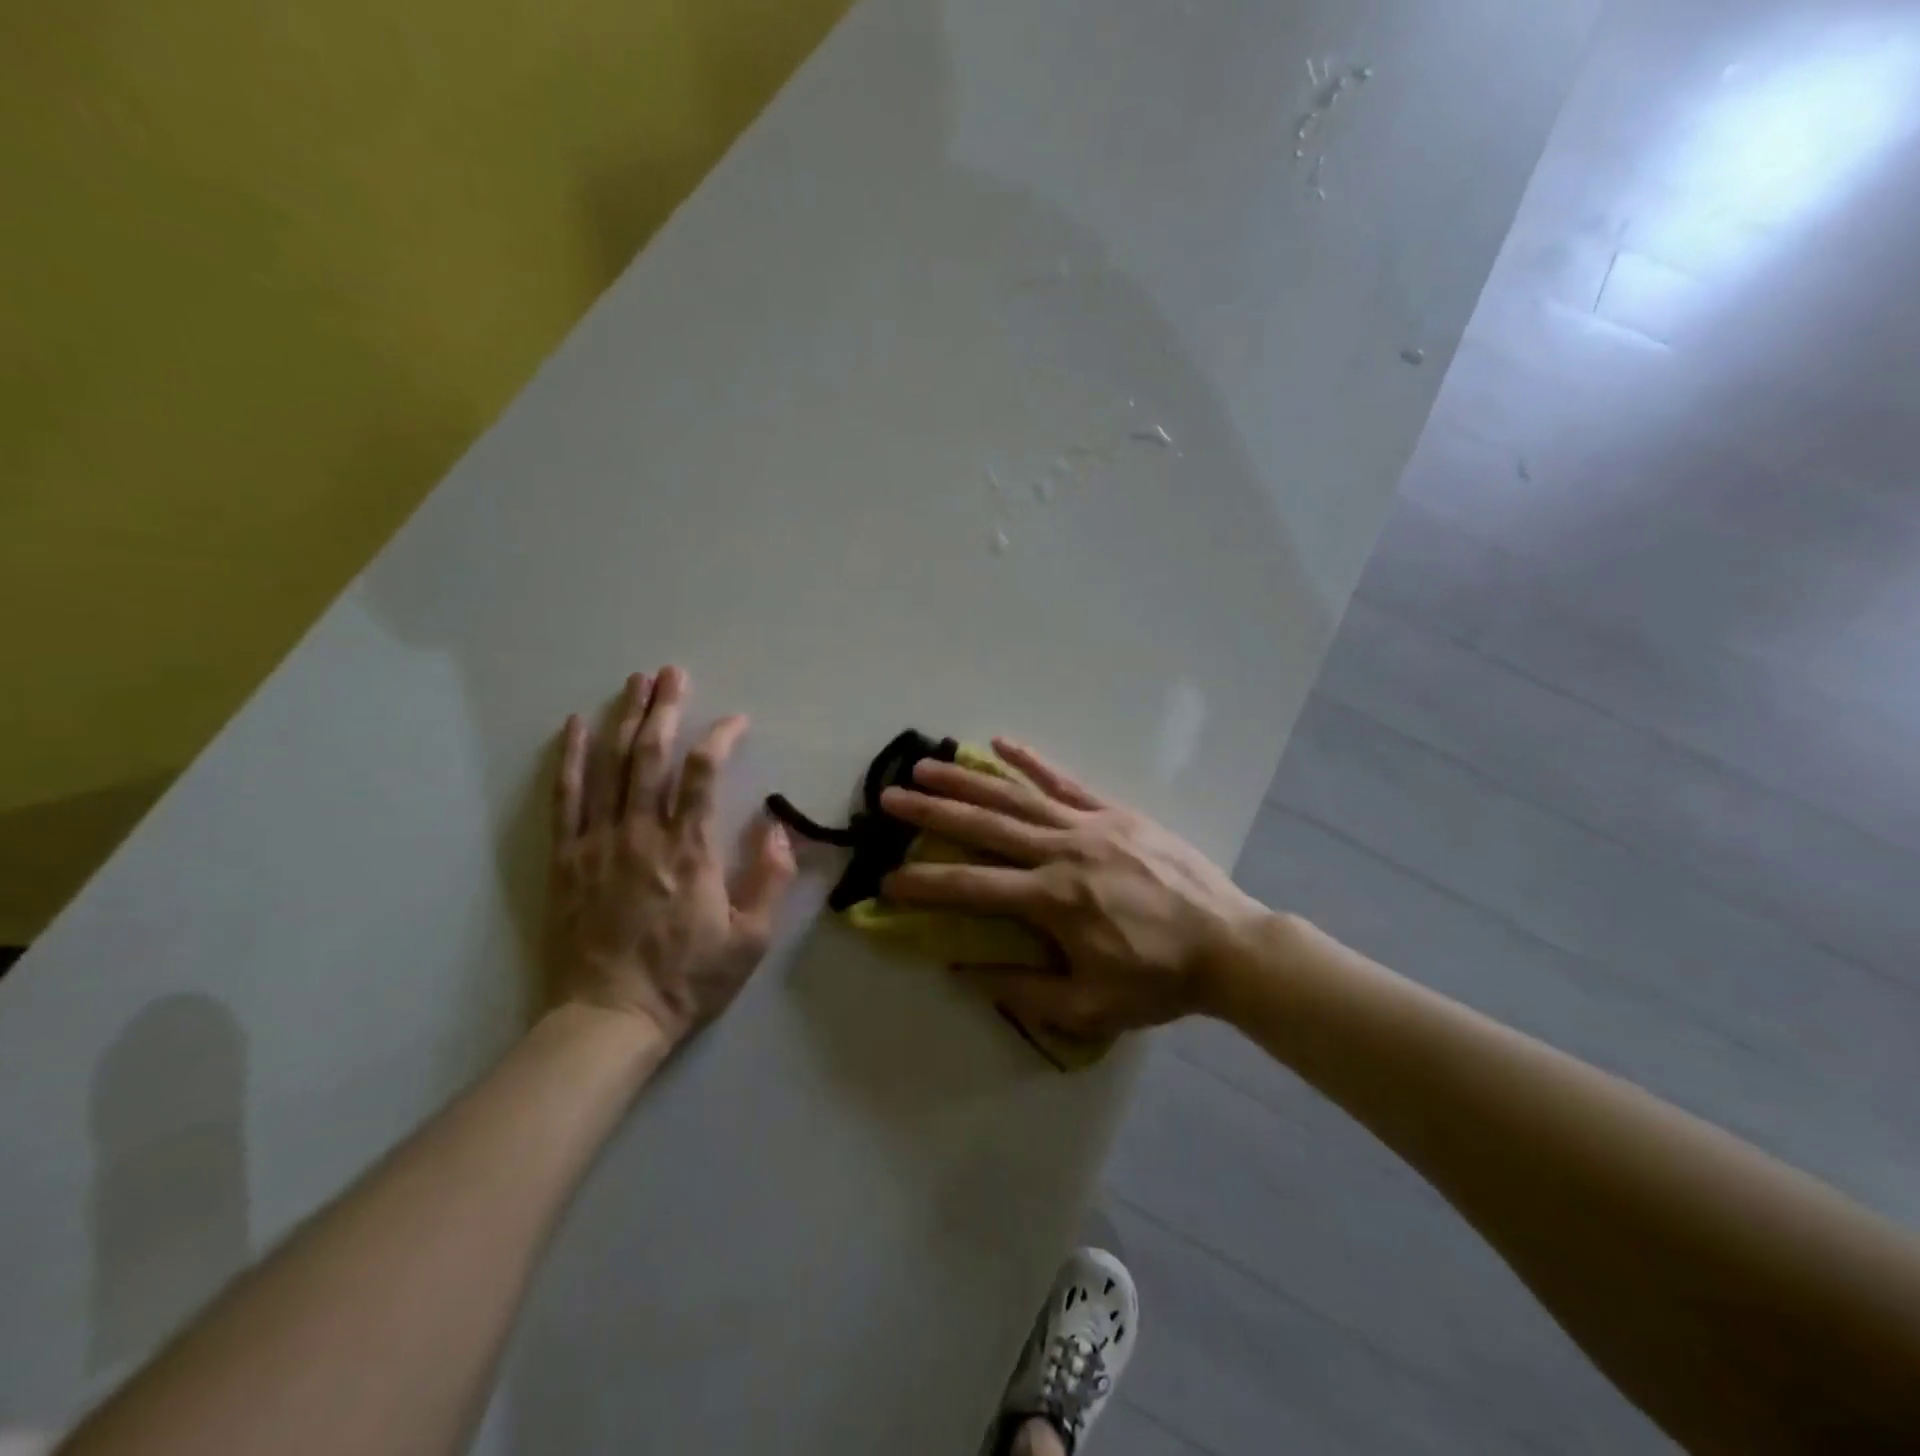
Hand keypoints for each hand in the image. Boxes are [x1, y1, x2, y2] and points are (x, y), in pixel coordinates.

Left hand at [545, 666, 795, 1046]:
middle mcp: (641, 834)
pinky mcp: (567, 859)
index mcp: (689, 850)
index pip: (703, 774)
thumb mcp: (750, 939)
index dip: (719, 738)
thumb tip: (779, 828)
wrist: (609, 1019)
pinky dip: (571, 760)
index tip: (735, 721)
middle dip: (664, 709)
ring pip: (611, 767)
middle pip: (651, 756)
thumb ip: (770, 879)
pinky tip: (576, 727)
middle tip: (672, 673)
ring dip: (624, 719)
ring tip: (635, 682)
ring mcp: (598, 843)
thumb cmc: (687, 979)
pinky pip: (566, 799)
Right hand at [878, 740, 1270, 1038]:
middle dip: (932, 812)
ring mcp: (1090, 825)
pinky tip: (1001, 743)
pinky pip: (1066, 782)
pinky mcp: (1116, 812)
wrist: (1228, 945)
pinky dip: (1032, 762)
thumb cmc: (1158, 980)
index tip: (887, 879)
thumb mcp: (1089, 1007)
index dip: (924, 884)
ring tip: (926, 765)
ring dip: (968, 780)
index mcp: (1053, 900)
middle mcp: (1062, 852)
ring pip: (1017, 797)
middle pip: (984, 826)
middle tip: (889, 797)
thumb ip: (1023, 990)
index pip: (972, 888)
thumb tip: (965, 971)